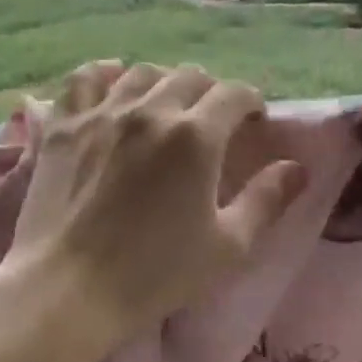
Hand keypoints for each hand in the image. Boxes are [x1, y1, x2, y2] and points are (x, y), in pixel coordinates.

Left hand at [0, 60, 307, 361]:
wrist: (68, 289)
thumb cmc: (155, 273)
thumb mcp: (227, 246)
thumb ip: (266, 200)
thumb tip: (297, 168)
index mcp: (196, 135)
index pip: (234, 93)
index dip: (251, 103)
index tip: (254, 122)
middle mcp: (151, 109)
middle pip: (191, 76)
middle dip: (211, 92)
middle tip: (212, 121)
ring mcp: (102, 113)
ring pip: (142, 72)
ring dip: (164, 82)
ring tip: (167, 106)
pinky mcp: (63, 125)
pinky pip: (85, 78)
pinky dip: (104, 74)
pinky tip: (113, 82)